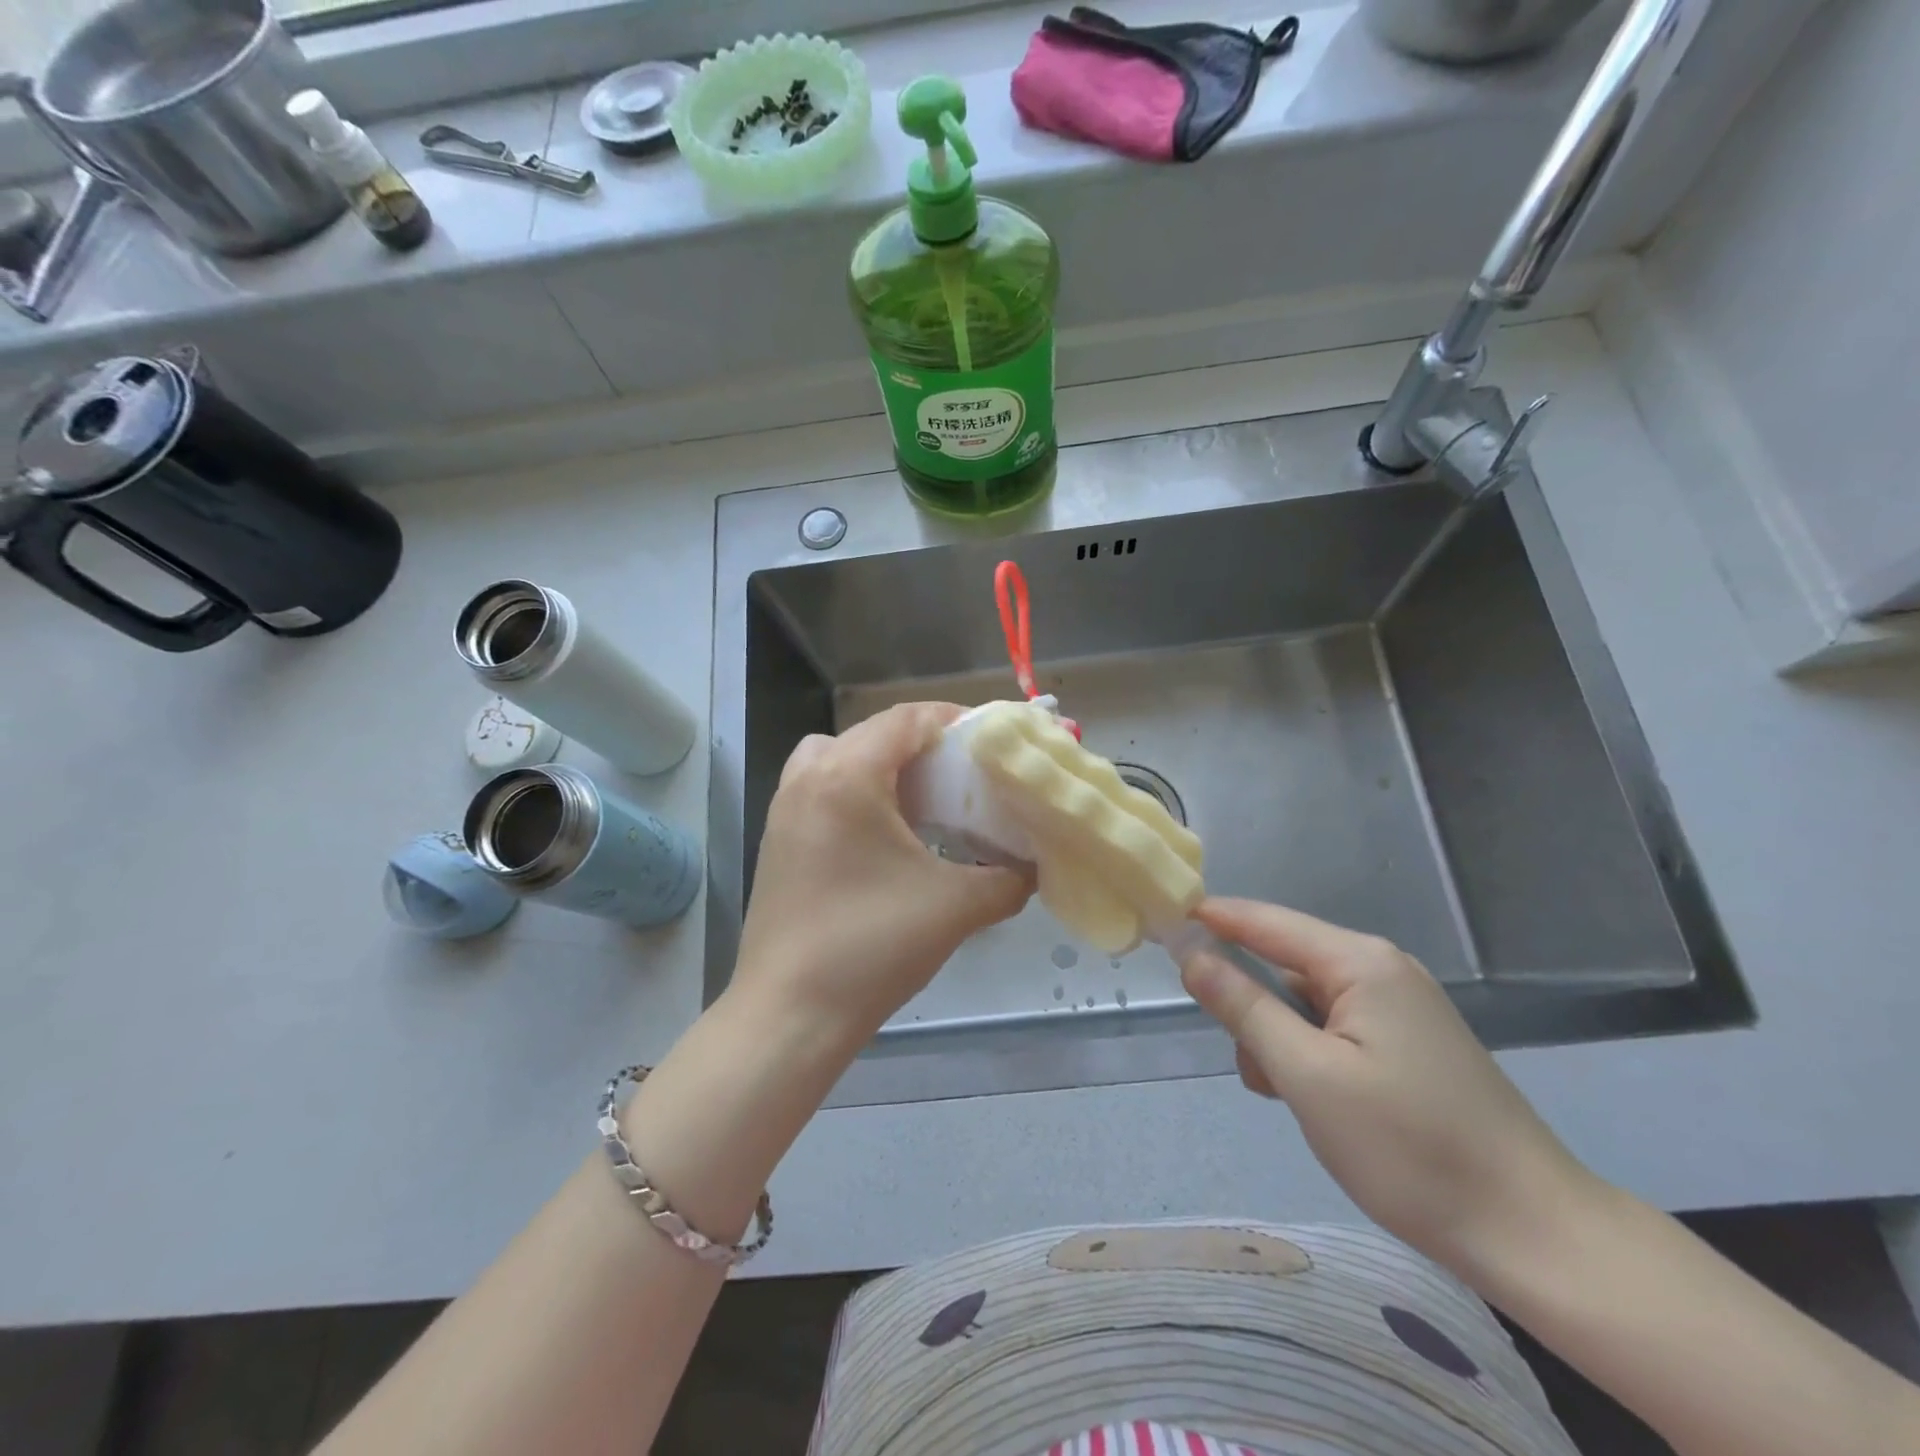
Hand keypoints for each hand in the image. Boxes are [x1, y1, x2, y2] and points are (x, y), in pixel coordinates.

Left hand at [732, 702, 1032, 1046]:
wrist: (790, 1015)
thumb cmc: (872, 947)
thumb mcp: (955, 908)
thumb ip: (1008, 879)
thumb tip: (1032, 868)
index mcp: (847, 777)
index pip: (906, 719)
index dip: (954, 719)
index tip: (993, 740)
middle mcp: (808, 778)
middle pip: (873, 732)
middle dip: (924, 744)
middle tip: (965, 772)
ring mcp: (784, 808)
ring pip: (839, 757)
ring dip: (883, 765)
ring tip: (924, 799)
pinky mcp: (777, 839)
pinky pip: (821, 788)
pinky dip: (857, 791)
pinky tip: (887, 835)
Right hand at [1181, 897, 1597, 1274]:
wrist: (1533, 1232)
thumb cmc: (1409, 1148)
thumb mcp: (1307, 1076)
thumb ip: (1244, 1007)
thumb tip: (1192, 955)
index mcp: (1359, 962)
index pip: (1263, 920)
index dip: (1210, 919)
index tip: (1161, 924)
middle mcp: (1380, 969)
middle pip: (1283, 963)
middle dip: (1252, 1006)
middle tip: (1253, 1068)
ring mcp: (1399, 1006)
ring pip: (1304, 1001)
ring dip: (1280, 1039)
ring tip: (1291, 1098)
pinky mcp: (1408, 1042)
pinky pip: (1334, 1027)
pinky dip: (1309, 1054)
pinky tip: (1319, 1102)